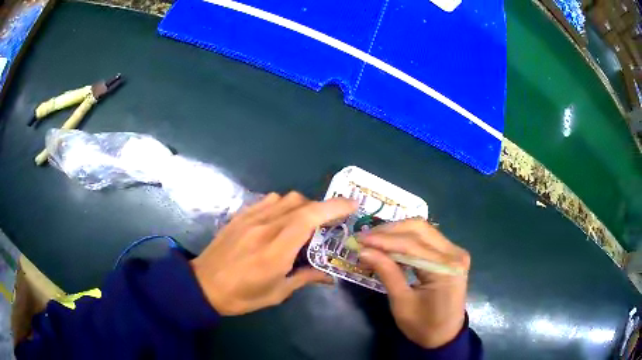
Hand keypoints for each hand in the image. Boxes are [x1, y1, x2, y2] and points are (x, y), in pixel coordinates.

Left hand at [191, 192, 356, 314]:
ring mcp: (250, 218)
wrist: (203, 285)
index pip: (309, 218)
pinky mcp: (240, 216)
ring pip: (285, 198)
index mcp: (275, 250)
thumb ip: (305, 278)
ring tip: (303, 224)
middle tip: (328, 225)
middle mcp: (264, 227)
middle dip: (321, 209)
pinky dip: (282, 205)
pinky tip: (280, 220)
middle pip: (300, 202)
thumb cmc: (241, 295)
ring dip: (302, 206)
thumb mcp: (277, 293)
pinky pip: (268, 200)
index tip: (353, 205)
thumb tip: (330, 275)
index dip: (334, 207)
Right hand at [358, 219, 469, 348]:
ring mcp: (455, 251)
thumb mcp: (402, 303)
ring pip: (422, 230)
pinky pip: (426, 238)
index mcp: (446, 268)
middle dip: (389, 231)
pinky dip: (406, 240)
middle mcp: (454, 253)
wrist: (445, 335)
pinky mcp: (450, 254)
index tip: (359, 239)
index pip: (412, 245)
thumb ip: (387, 273)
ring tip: (373, 241)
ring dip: (396, 233)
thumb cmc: (423, 325)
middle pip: (419, 228)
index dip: (384, 240)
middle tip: (365, 238)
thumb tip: (364, 251)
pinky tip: (389, 246)